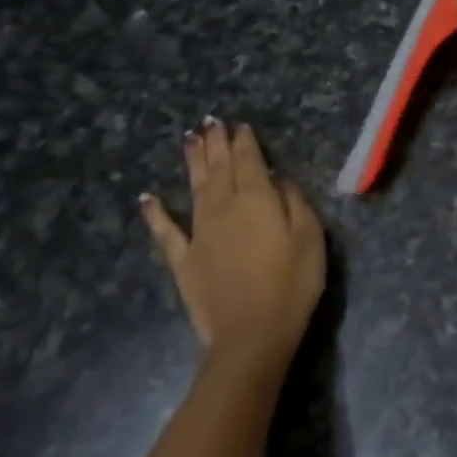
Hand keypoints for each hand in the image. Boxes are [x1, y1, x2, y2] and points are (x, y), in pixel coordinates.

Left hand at [140, 119, 325, 384]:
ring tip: (188, 139)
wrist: (251, 334)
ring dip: (192, 162)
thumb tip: (279, 179)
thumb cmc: (292, 284)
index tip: (240, 125)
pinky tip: (147, 198)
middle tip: (210, 122)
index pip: (250, 161)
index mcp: (257, 200)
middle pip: (219, 168)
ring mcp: (199, 233)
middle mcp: (224, 208)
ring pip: (194, 187)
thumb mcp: (310, 238)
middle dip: (216, 143)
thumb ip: (294, 202)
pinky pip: (165, 231)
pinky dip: (155, 213)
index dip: (245, 142)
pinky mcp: (183, 259)